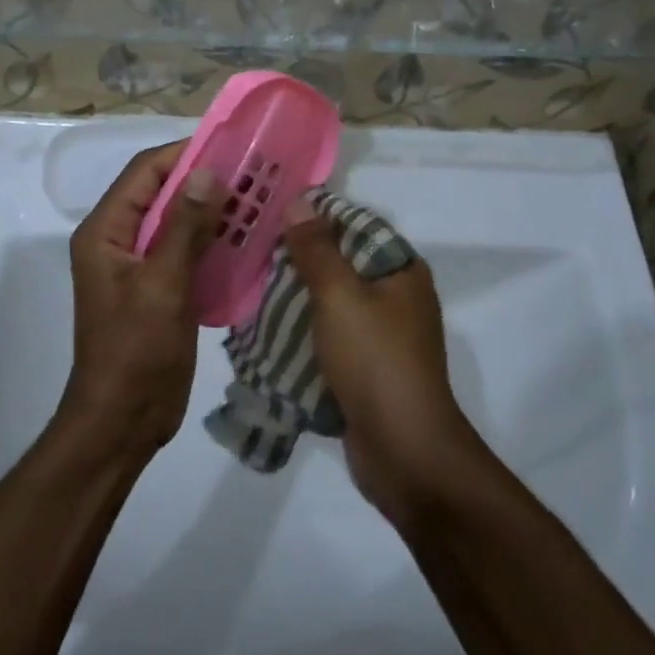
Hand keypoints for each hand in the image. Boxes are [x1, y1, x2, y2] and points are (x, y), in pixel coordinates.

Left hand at [63, 142, 221, 457]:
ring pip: (176, 222)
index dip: (183, 154)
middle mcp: (118, 240)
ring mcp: (138, 266)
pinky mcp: (158, 288)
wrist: (122, 421)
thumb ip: (185, 227)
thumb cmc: (135, 351)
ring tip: (255, 199)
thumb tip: (207, 171)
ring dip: (210, 210)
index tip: (229, 146)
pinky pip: (184, 251)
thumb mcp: (162, 285)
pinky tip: (245, 238)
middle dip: (202, 181)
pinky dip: (211, 240)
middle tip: (251, 172)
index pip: (143, 172)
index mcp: (105, 231)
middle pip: (160, 193)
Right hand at [280, 195, 482, 523]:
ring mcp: (384, 337)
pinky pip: (330, 339)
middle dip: (298, 261)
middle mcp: (397, 298)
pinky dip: (304, 334)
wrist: (404, 452)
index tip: (270, 216)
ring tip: (250, 289)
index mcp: (401, 271)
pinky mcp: (367, 370)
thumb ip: (316, 249)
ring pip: (332, 304)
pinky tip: (266, 332)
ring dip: (296, 300)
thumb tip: (299, 201)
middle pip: (341, 265)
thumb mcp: (340, 295)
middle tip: (251, 253)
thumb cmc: (375, 361)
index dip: (314, 218)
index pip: (355, 227)